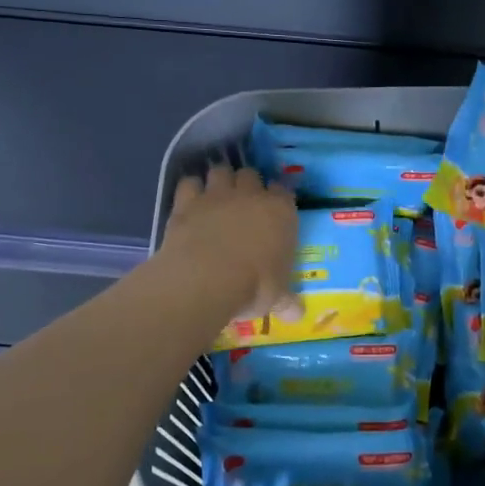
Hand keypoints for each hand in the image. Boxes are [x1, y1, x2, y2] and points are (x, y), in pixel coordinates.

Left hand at [160, 165, 301, 321]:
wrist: (206, 279)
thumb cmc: (254, 286)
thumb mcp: (277, 298)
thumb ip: (287, 301)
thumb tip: (298, 314)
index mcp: (280, 212)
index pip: (284, 192)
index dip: (279, 198)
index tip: (275, 209)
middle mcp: (250, 195)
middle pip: (251, 174)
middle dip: (248, 184)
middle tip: (244, 202)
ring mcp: (216, 195)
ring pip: (220, 171)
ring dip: (219, 179)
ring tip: (217, 195)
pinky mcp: (187, 202)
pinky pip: (189, 183)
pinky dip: (190, 188)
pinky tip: (190, 200)